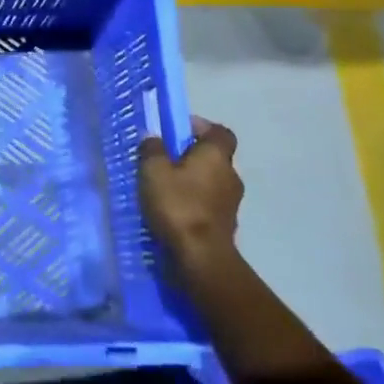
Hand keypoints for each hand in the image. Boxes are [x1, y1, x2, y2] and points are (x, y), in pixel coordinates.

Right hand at [137, 116, 242, 271]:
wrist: (201, 256)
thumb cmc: (178, 204)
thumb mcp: (153, 171)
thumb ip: (152, 150)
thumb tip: (152, 137)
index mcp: (216, 155)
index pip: (219, 131)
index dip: (201, 127)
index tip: (178, 130)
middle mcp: (230, 174)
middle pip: (214, 156)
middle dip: (191, 156)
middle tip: (164, 160)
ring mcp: (231, 201)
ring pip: (211, 181)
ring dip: (192, 181)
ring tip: (165, 188)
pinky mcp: (226, 224)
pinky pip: (208, 203)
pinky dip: (194, 202)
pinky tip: (174, 211)